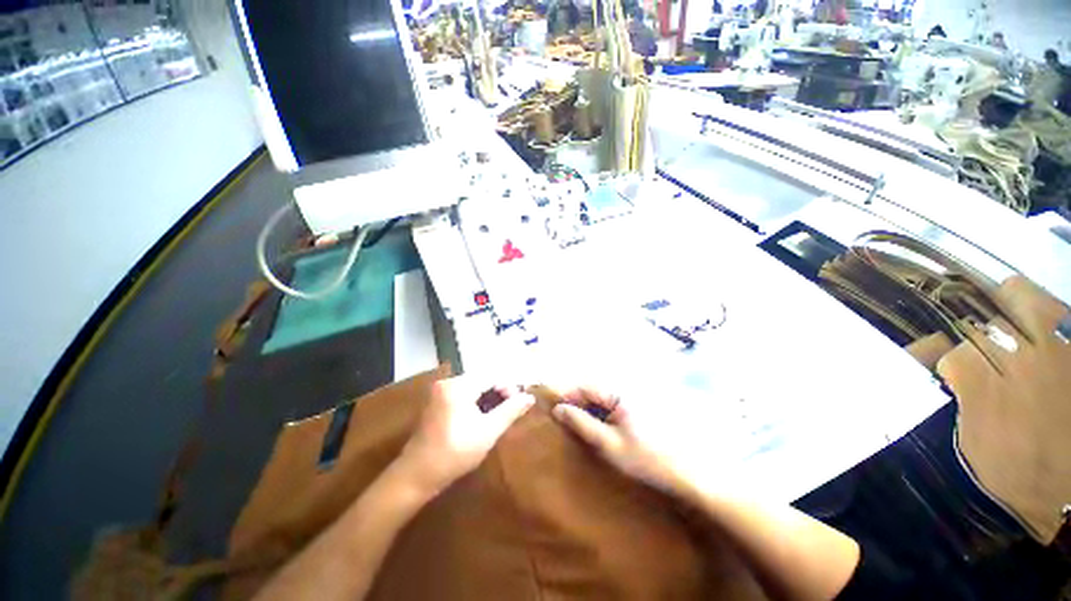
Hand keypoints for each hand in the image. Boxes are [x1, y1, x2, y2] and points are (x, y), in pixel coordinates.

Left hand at [398, 377, 534, 495]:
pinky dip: (476, 401)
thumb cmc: (454, 454)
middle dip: (499, 391)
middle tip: (511, 409)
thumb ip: (510, 411)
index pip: (491, 376)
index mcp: (458, 386)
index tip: (519, 402)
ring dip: (488, 397)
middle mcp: (447, 383)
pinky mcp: (437, 401)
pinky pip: (463, 393)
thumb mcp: (487, 432)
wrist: (416, 476)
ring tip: (499, 414)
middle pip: (482, 379)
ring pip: (473, 386)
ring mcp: (440, 391)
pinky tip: (483, 416)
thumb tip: (530, 398)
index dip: (509, 386)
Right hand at [551, 386, 728, 500]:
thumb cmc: (647, 459)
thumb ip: (582, 424)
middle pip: (595, 388)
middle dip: (578, 402)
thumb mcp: (609, 445)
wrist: (690, 472)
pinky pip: (616, 402)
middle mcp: (628, 387)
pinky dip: (605, 411)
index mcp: (620, 392)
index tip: (554, 410)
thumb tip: (559, 409)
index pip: (586, 386)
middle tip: (566, 420)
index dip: (567, 395)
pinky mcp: (643, 403)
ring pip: (605, 395)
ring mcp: (637, 394)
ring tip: (583, 425)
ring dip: (591, 407)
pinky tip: (604, 426)